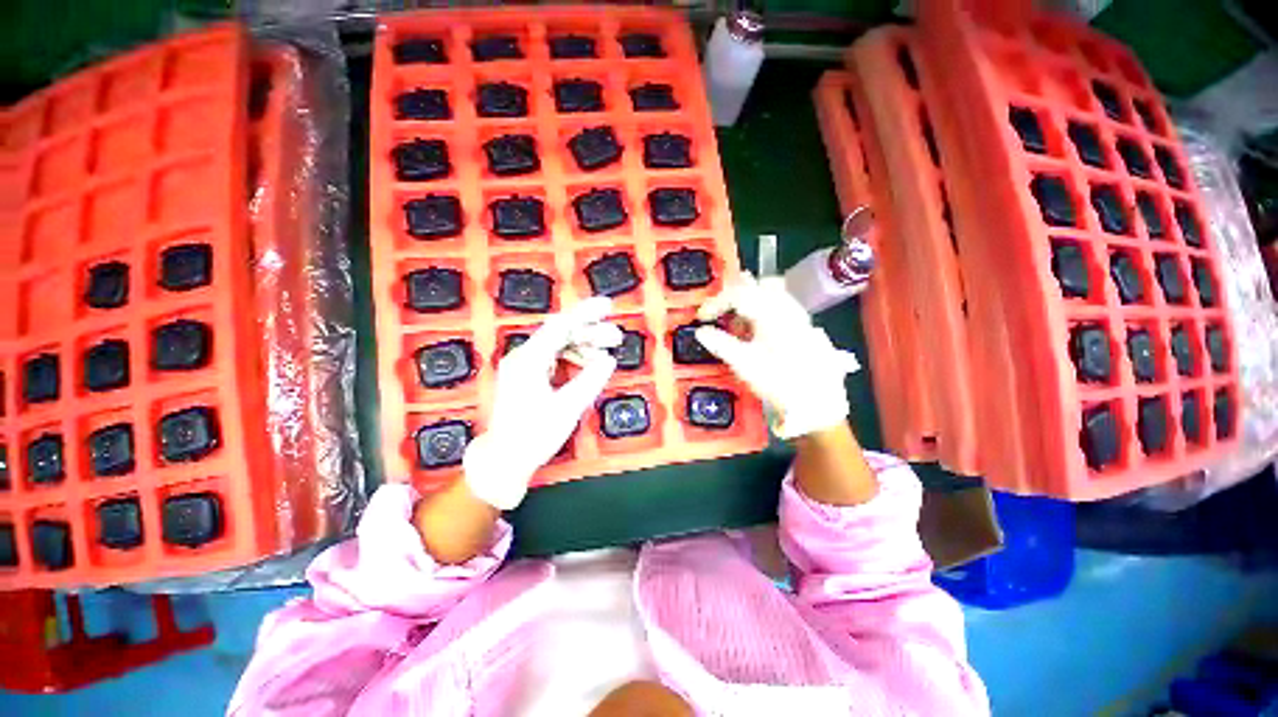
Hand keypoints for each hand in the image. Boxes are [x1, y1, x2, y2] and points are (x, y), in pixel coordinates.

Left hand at [463, 297, 621, 509]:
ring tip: (607, 356)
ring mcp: (526, 366)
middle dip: (591, 333)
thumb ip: (589, 380)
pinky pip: (556, 358)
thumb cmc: (533, 435)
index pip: (561, 326)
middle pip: (562, 333)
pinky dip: (575, 359)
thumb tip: (609, 361)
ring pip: (560, 346)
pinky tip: (590, 366)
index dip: (586, 313)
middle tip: (616, 338)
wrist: (504, 459)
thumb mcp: (567, 408)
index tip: (607, 306)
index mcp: (529, 360)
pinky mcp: (529, 376)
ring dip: (584, 347)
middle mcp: (525, 357)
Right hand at [695, 273, 859, 438]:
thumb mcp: (744, 364)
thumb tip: (701, 332)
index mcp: (771, 311)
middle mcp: (786, 306)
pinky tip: (755, 331)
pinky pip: (778, 305)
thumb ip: (721, 344)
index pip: (738, 293)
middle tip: (719, 312)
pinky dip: (761, 310)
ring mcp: (797, 314)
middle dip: (734, 295)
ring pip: (769, 293)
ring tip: (735, 323)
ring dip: (748, 302)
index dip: (716, 302)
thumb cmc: (779, 380)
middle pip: (756, 285)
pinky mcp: (802, 325)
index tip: (702, 317)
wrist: (818, 401)